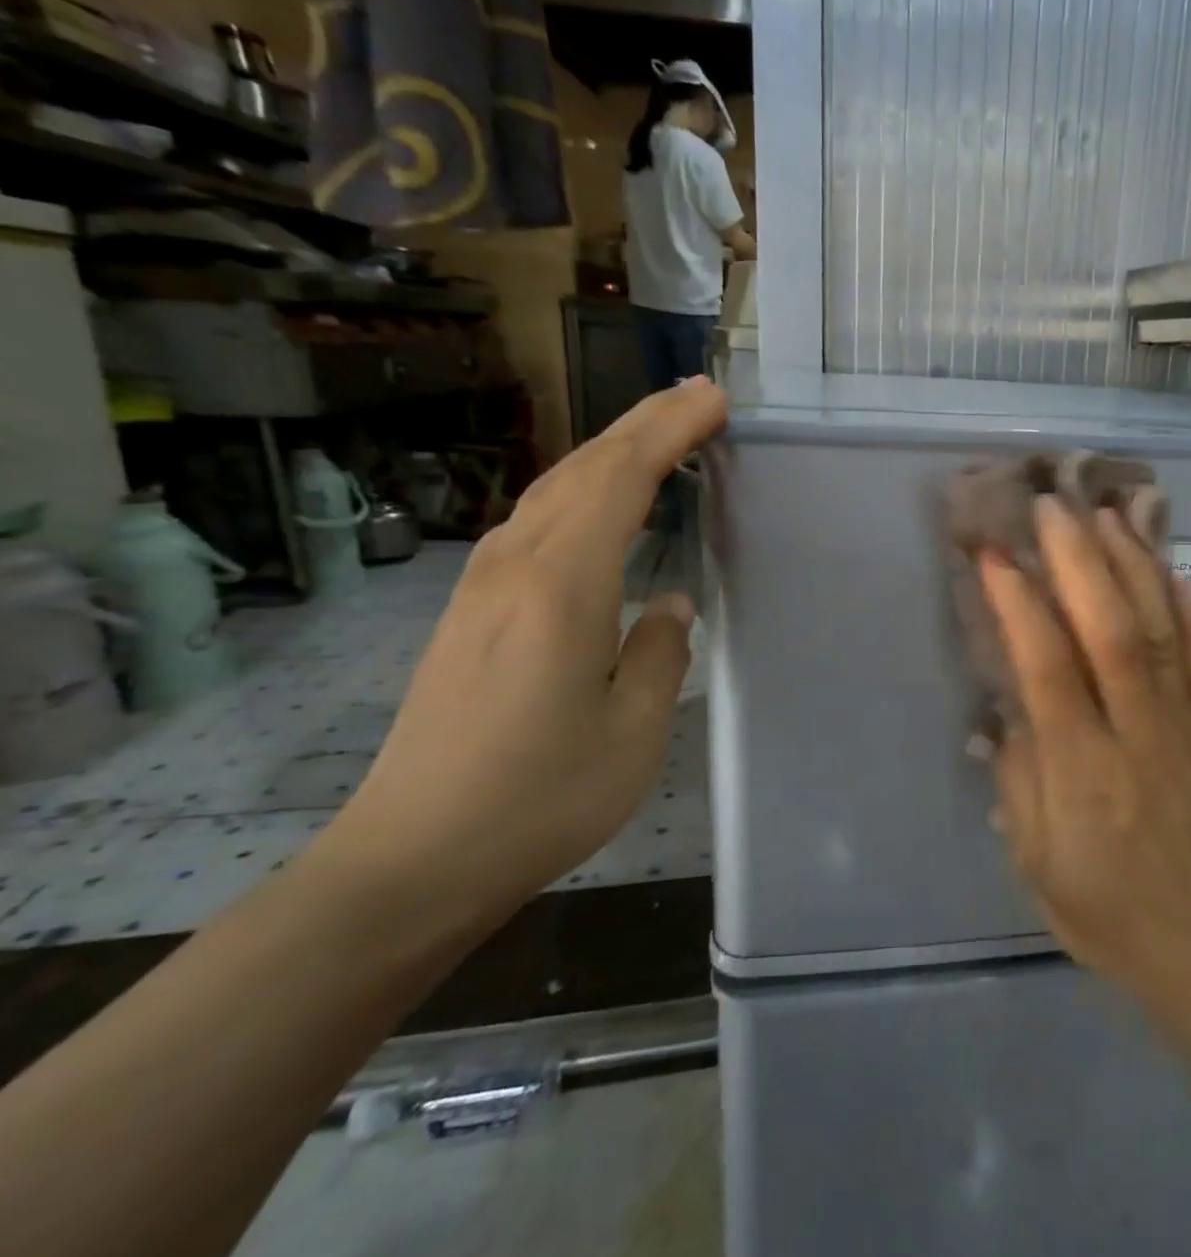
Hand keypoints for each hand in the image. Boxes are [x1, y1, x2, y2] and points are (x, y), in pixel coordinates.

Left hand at [316, 377, 727, 934]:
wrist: (412, 859)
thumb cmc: (540, 797)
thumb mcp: (633, 731)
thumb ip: (661, 652)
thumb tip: (668, 603)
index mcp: (562, 587)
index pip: (620, 480)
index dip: (669, 432)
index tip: (712, 401)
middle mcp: (515, 567)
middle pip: (582, 469)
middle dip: (641, 424)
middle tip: (694, 398)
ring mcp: (483, 587)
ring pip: (552, 491)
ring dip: (608, 452)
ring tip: (656, 436)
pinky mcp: (470, 611)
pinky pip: (535, 523)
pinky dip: (579, 491)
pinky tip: (597, 504)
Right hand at [979, 496, 1190, 1010]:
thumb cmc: (1098, 908)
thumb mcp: (1031, 856)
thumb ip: (1016, 773)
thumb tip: (1008, 702)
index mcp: (1082, 772)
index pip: (1047, 667)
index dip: (1019, 604)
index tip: (995, 555)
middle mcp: (1137, 736)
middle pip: (1109, 630)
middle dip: (1078, 560)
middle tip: (1052, 505)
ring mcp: (1187, 728)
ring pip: (1161, 631)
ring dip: (1132, 566)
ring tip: (1107, 515)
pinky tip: (1173, 571)